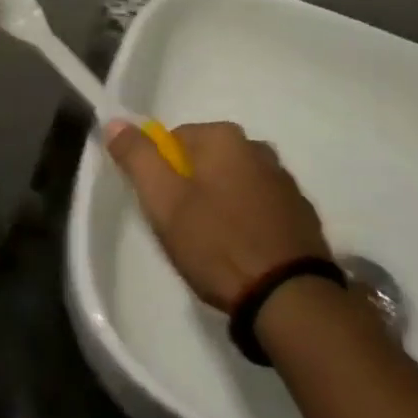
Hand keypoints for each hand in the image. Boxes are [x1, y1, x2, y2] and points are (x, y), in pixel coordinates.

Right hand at [106, 120, 329, 312]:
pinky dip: (249, 221)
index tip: (164, 210)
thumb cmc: (217, 243)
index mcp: (224, 137)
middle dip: (192, 189)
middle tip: (185, 231)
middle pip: (206, 161)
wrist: (288, 297)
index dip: (162, 175)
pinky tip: (244, 252)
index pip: (174, 141)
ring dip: (222, 204)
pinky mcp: (302, 212)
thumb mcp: (164, 201)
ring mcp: (285, 180)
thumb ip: (137, 157)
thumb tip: (115, 121)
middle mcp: (258, 147)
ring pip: (235, 183)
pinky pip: (261, 207)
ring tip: (215, 247)